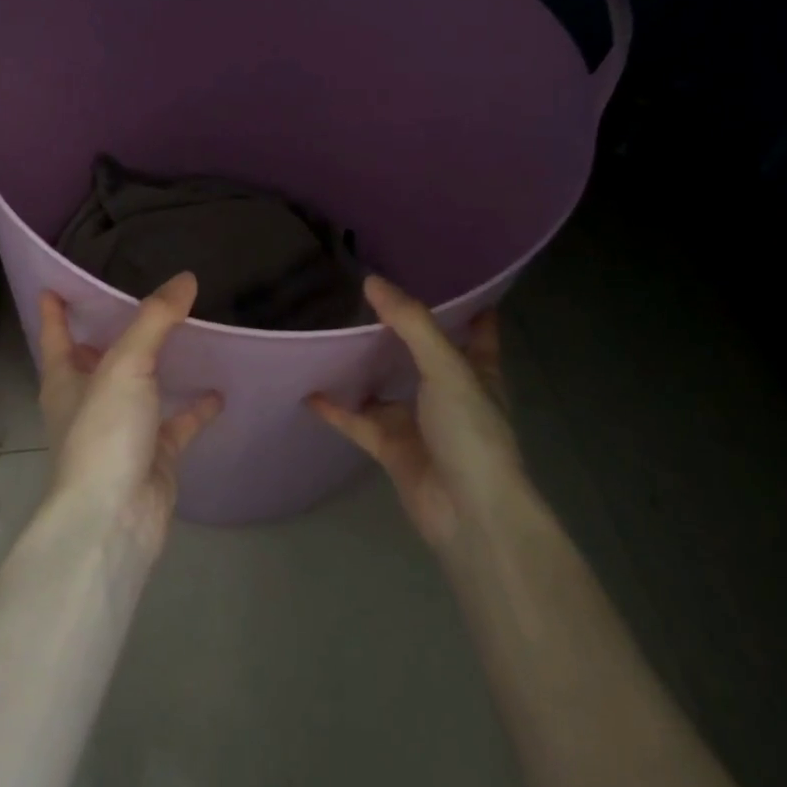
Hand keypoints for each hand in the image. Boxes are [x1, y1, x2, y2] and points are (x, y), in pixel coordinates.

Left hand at [37, 273, 222, 556]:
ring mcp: (122, 430)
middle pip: (98, 360)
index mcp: (66, 380)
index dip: (55, 311)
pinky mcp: (154, 455)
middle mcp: (90, 403)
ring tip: (186, 333)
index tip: (55, 284)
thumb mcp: (125, 365)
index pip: (55, 336)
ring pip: (140, 389)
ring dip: (157, 366)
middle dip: (111, 333)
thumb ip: (155, 320)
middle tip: (140, 298)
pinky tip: (220, 389)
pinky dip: (196, 408)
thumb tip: (185, 278)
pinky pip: (177, 423)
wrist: (115, 518)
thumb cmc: (104, 434)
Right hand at [309, 276, 521, 547]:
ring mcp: (419, 422)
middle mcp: (448, 393)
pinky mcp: (392, 448)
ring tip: (331, 333)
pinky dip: (336, 408)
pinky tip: (309, 389)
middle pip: (422, 354)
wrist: (467, 512)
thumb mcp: (446, 367)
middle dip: (400, 330)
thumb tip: (372, 281)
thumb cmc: (470, 431)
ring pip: (385, 386)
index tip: (442, 275)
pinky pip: (358, 421)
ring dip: (364, 367)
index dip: (466, 305)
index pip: (476, 330)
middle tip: (366, 295)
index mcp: (476, 371)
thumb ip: (410, 323)